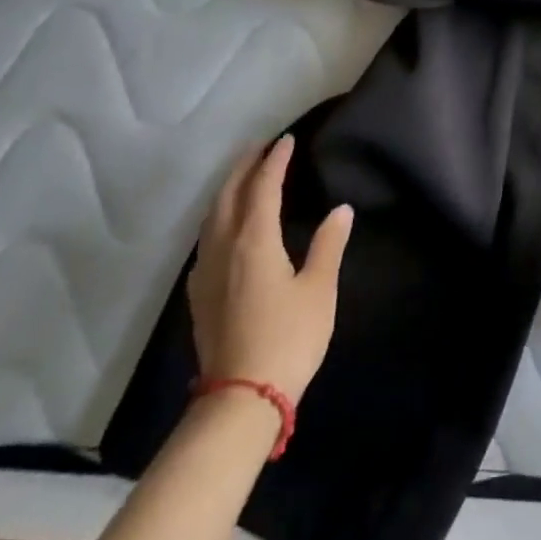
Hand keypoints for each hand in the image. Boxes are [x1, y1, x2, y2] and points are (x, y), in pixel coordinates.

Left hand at [187, 137, 353, 403]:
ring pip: (211, 217)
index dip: (275, 161)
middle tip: (259, 147)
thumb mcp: (319, 290)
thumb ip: (328, 245)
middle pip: (228, 195)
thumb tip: (341, 209)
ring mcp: (206, 272)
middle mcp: (224, 248)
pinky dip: (218, 217)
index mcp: (254, 241)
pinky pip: (206, 239)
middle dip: (243, 167)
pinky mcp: (199, 294)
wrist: (240, 399)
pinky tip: (225, 228)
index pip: (263, 187)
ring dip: (227, 190)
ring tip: (242, 177)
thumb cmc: (288, 338)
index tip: (286, 140)